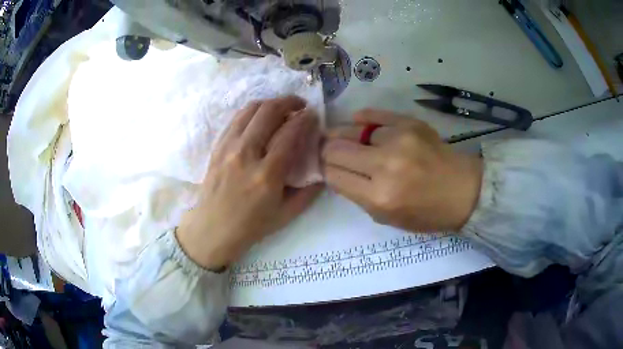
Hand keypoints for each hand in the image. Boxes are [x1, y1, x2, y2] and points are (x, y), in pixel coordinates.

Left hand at [177, 96, 322, 269]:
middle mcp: (246, 155)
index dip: (305, 119)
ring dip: (269, 103)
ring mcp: (228, 148)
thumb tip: (323, 170)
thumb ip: (309, 192)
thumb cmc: (251, 226)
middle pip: (269, 112)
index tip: (313, 115)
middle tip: (300, 104)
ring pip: (250, 110)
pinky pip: (235, 119)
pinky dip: (251, 112)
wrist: (213, 229)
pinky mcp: (217, 147)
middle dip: (289, 102)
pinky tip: (259, 117)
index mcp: (267, 175)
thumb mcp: (287, 215)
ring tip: (281, 107)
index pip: (290, 134)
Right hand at [322, 109, 482, 232]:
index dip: (325, 170)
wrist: (463, 191)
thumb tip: (336, 171)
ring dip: (346, 136)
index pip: (333, 175)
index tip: (327, 168)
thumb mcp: (387, 218)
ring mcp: (399, 140)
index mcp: (379, 197)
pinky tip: (357, 121)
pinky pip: (374, 115)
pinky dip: (363, 119)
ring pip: (352, 131)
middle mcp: (385, 165)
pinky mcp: (410, 123)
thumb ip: (358, 195)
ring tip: (346, 139)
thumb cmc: (427, 213)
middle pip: (335, 149)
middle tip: (329, 151)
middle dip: (327, 151)